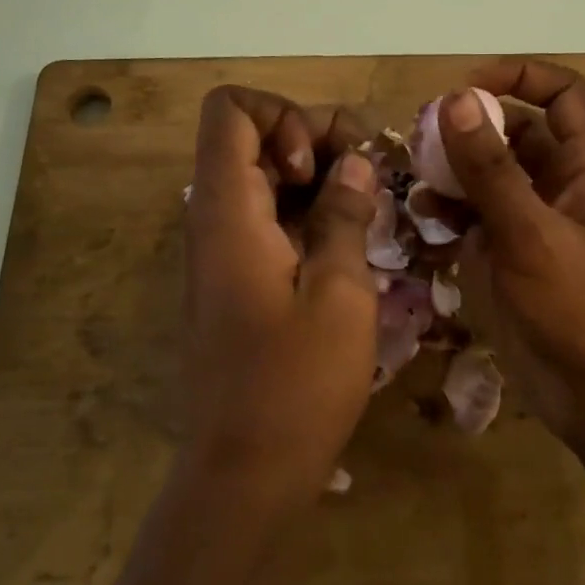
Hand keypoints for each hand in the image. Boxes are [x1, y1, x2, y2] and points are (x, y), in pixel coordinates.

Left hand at [182, 86, 378, 503]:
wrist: (244, 473)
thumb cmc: (296, 385)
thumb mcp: (339, 294)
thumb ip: (345, 216)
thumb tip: (355, 164)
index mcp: (227, 212)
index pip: (232, 110)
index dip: (284, 115)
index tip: (320, 165)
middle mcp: (213, 220)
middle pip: (253, 138)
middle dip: (316, 140)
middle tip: (369, 177)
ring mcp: (222, 252)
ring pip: (264, 178)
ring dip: (318, 179)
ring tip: (370, 208)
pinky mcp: (236, 280)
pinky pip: (269, 219)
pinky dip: (309, 213)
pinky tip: (351, 242)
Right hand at [439, 60, 584, 453]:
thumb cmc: (583, 310)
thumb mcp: (533, 234)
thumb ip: (491, 168)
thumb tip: (455, 99)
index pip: (561, 93)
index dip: (518, 76)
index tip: (464, 88)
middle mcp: (560, 187)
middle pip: (515, 132)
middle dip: (470, 129)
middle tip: (420, 140)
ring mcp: (532, 226)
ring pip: (488, 178)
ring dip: (453, 174)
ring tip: (415, 182)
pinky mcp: (510, 261)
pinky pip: (475, 221)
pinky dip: (449, 216)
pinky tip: (423, 224)